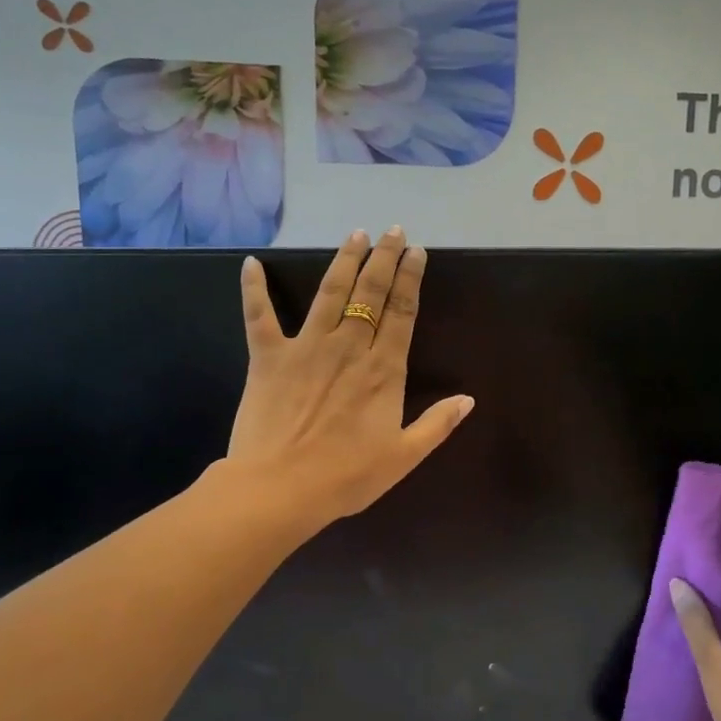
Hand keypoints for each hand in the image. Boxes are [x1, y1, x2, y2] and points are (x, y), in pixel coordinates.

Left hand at [228, 227, 473, 523]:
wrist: (278, 489)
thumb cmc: (345, 477)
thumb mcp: (403, 458)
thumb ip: (437, 425)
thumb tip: (468, 399)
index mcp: (383, 370)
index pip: (402, 312)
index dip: (410, 279)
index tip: (417, 252)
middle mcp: (348, 347)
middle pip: (369, 293)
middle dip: (383, 258)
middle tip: (393, 231)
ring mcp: (305, 348)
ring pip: (328, 293)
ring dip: (343, 261)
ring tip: (355, 235)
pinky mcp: (268, 357)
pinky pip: (259, 316)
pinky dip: (253, 289)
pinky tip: (251, 263)